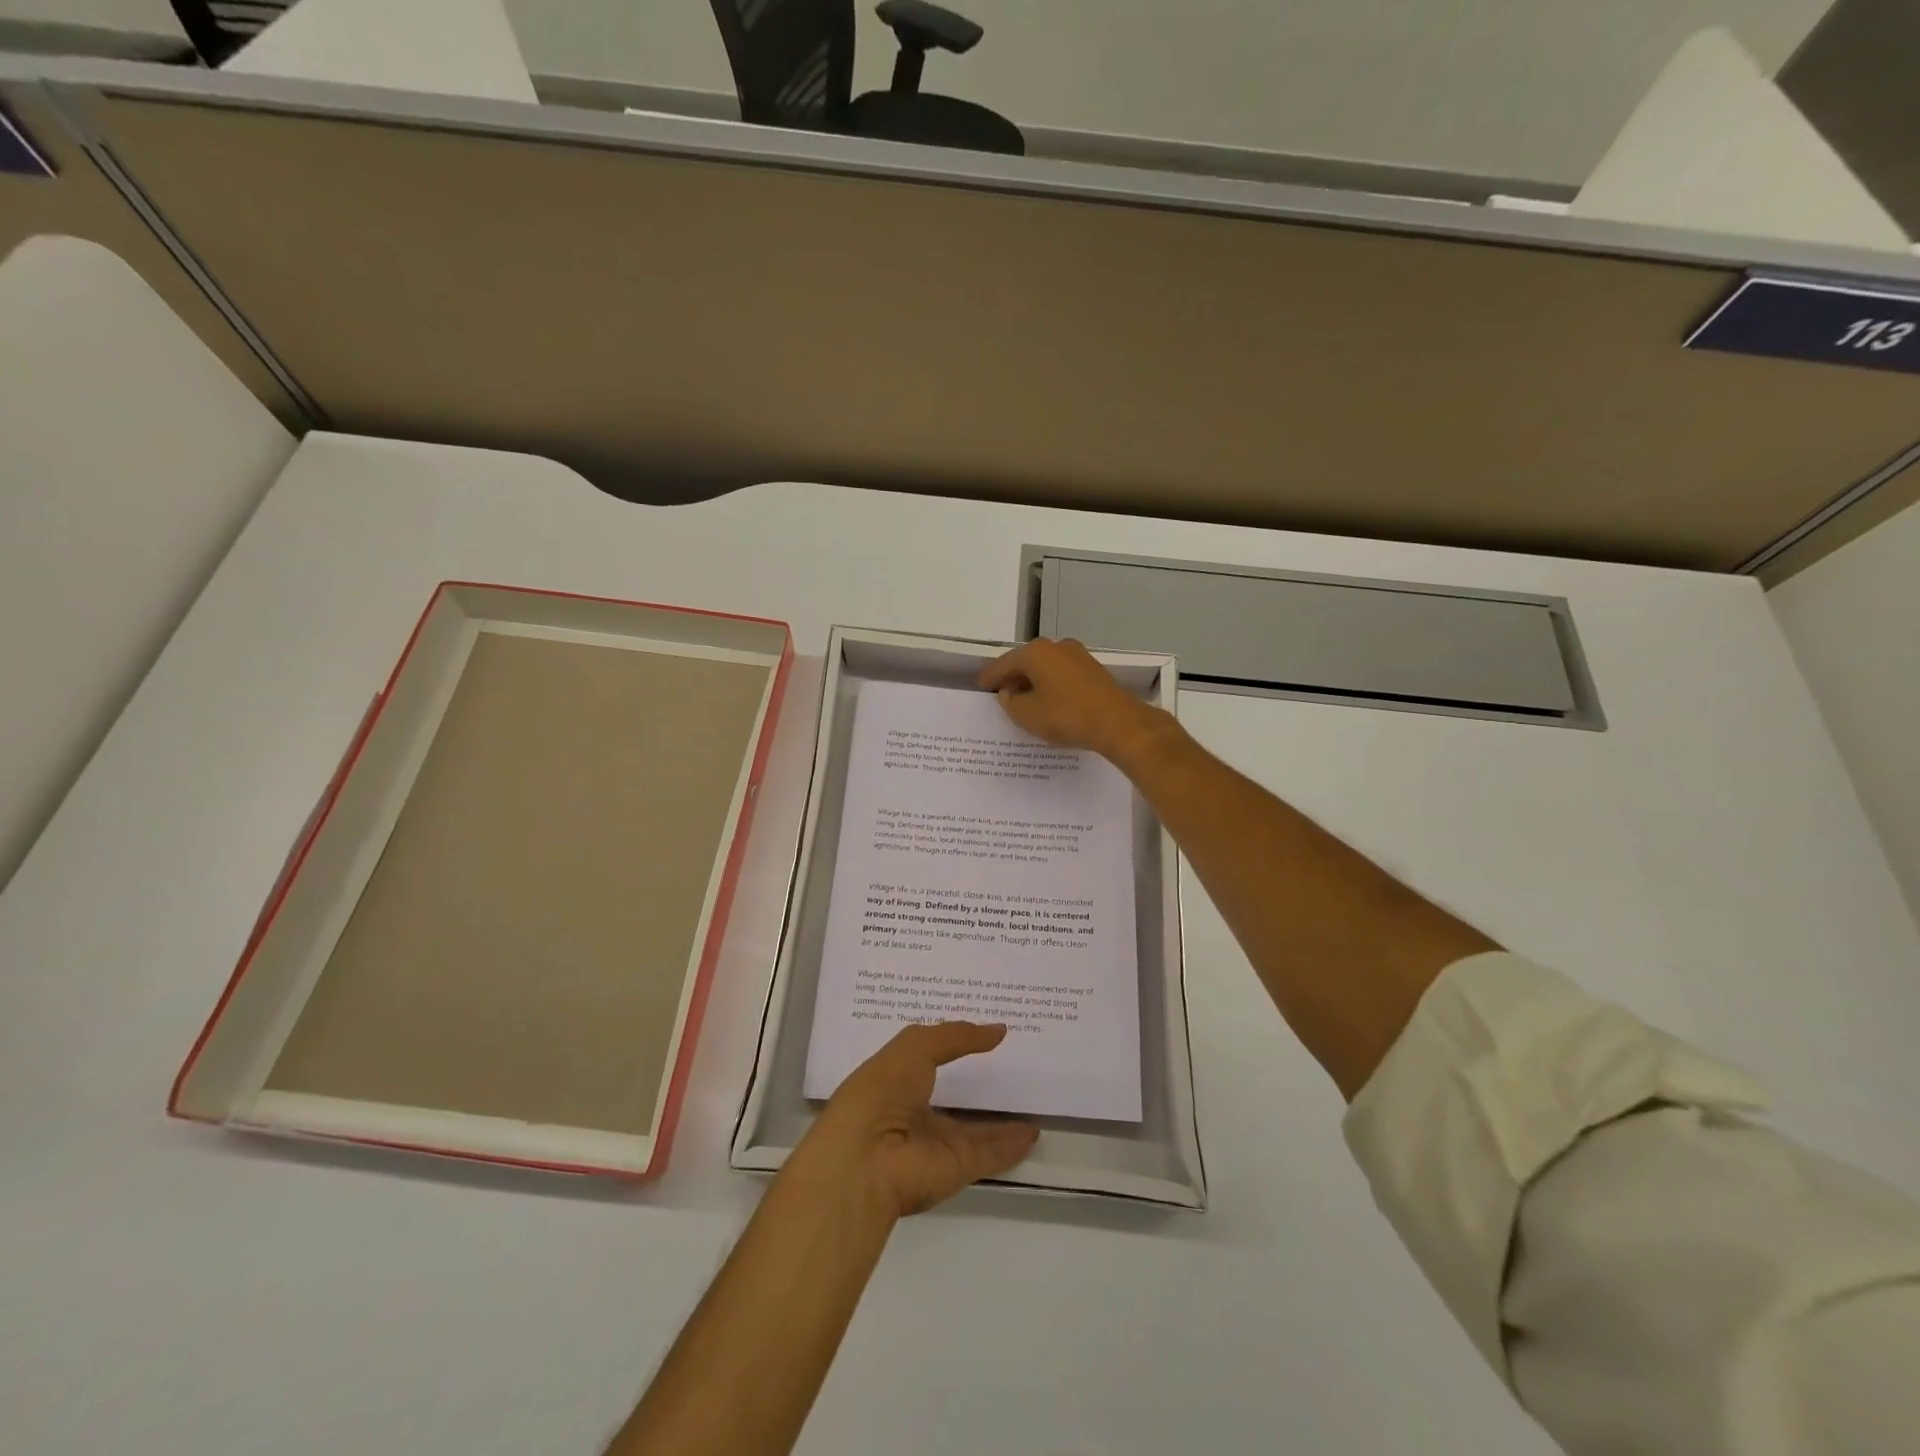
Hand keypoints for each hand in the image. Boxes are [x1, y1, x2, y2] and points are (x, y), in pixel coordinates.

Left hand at [795, 1022, 1038, 1218]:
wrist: (866, 1161)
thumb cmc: (881, 1091)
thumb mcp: (914, 1047)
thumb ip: (955, 1036)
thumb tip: (998, 1030)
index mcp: (894, 1082)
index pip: (926, 1061)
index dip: (950, 1046)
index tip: (979, 1033)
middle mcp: (914, 1114)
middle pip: (952, 1099)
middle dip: (975, 1086)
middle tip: (1012, 1066)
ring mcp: (936, 1144)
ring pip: (975, 1130)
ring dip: (1000, 1121)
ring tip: (1031, 1102)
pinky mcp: (957, 1168)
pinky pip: (990, 1154)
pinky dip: (1012, 1146)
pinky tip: (1033, 1133)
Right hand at [979, 638, 1168, 761]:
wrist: (1116, 722)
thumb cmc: (1065, 715)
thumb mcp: (1026, 714)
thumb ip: (1010, 702)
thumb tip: (1009, 693)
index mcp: (1035, 653)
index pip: (1003, 664)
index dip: (990, 678)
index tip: (981, 688)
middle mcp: (1056, 646)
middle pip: (1026, 662)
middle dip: (1013, 679)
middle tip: (1001, 696)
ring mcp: (1078, 656)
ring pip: (1046, 668)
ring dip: (1033, 683)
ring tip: (1024, 702)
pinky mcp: (1093, 670)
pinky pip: (1062, 675)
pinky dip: (1051, 686)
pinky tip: (1049, 702)